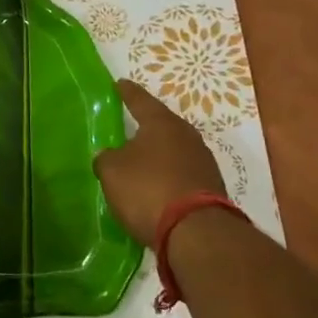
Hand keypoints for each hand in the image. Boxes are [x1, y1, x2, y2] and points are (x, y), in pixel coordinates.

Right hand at [94, 80, 226, 245]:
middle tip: (130, 124)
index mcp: (161, 123)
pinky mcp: (211, 186)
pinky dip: (168, 175)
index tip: (119, 84)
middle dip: (146, 125)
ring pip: (174, 149)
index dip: (127, 92)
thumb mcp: (112, 172)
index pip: (139, 100)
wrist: (197, 233)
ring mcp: (202, 161)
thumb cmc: (148, 190)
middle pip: (161, 124)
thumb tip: (109, 155)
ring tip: (141, 159)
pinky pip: (182, 172)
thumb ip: (106, 158)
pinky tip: (157, 185)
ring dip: (158, 153)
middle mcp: (186, 135)